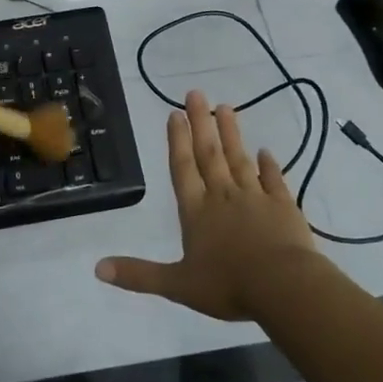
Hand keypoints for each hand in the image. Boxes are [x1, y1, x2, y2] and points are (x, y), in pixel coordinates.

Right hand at [96, 89, 321, 319]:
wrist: (285, 287)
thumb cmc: (228, 285)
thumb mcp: (177, 285)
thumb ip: (139, 275)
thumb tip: (97, 268)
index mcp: (196, 211)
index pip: (183, 168)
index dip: (177, 141)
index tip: (175, 114)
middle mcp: (223, 196)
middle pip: (209, 154)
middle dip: (201, 123)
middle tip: (196, 93)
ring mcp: (256, 198)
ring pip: (239, 159)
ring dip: (231, 134)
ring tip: (226, 107)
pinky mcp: (284, 207)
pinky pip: (274, 180)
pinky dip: (269, 165)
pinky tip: (266, 151)